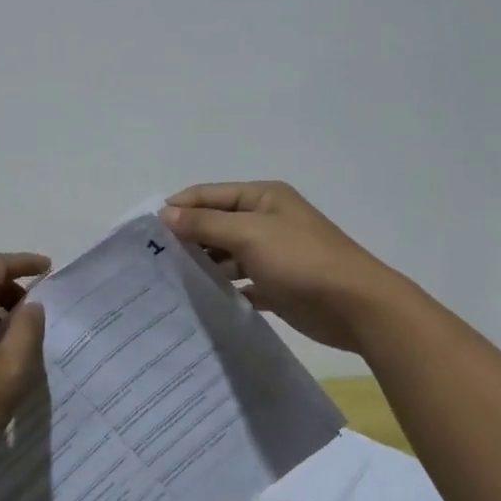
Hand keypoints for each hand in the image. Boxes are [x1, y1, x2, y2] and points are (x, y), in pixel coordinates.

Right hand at [161, 182, 399, 351]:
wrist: (355, 306)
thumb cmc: (301, 259)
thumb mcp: (249, 233)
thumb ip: (206, 223)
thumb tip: (166, 213)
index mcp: (262, 197)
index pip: (209, 194)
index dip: (178, 207)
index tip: (145, 230)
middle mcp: (265, 221)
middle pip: (216, 224)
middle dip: (187, 238)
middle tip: (152, 260)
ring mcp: (271, 254)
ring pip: (226, 256)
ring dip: (203, 265)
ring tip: (168, 282)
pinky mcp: (276, 286)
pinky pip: (240, 284)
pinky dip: (222, 289)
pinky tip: (199, 301)